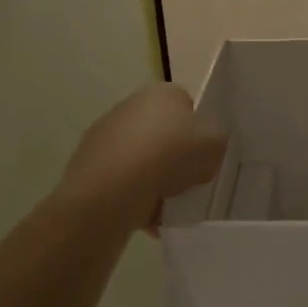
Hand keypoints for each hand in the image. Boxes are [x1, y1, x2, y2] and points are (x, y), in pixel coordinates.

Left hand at [58, 83, 227, 231]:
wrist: (110, 191)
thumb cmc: (169, 157)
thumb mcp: (215, 143)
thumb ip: (218, 139)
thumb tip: (207, 146)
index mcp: (163, 93)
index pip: (189, 107)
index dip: (200, 133)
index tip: (205, 156)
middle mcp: (131, 105)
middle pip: (165, 133)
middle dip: (176, 157)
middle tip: (189, 181)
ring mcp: (106, 133)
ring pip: (143, 159)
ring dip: (155, 179)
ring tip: (167, 205)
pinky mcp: (89, 163)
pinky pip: (123, 179)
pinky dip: (134, 194)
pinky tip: (144, 213)